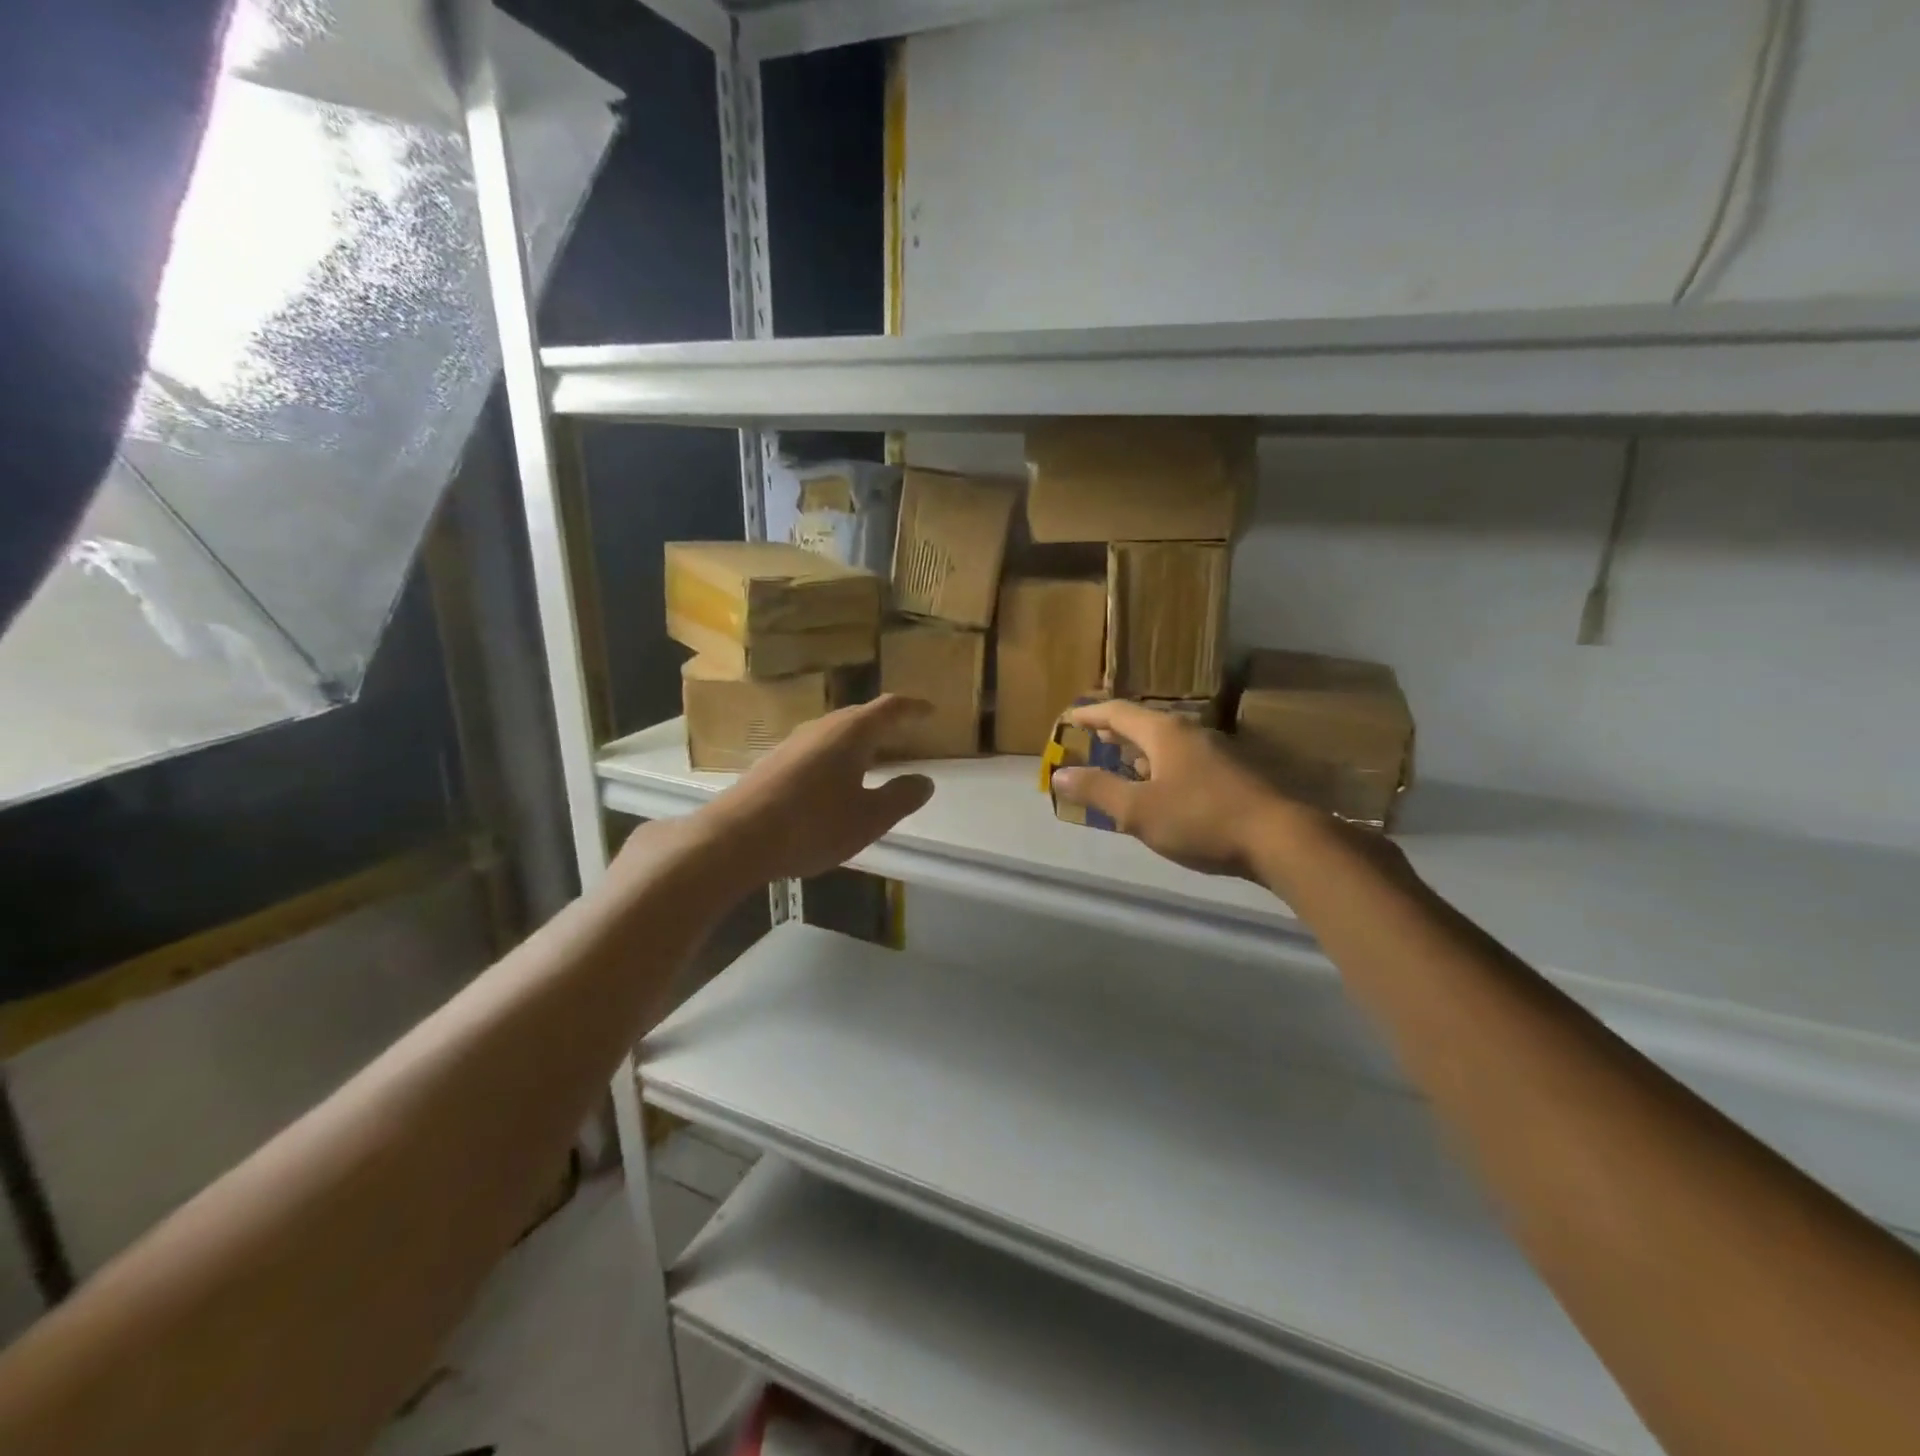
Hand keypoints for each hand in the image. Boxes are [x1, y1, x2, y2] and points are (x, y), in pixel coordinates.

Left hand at [700, 696, 935, 883]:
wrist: (736, 838)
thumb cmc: (813, 824)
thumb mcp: (869, 818)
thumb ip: (900, 797)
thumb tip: (924, 781)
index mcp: (852, 733)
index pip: (890, 709)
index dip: (913, 708)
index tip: (931, 710)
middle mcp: (822, 728)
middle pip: (861, 717)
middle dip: (886, 724)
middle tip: (907, 734)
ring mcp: (794, 743)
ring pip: (836, 733)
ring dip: (860, 741)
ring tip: (876, 758)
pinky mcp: (774, 763)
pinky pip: (818, 749)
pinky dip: (838, 757)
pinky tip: (836, 781)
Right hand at [1051, 699, 1311, 877]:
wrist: (1278, 838)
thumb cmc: (1200, 819)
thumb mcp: (1138, 809)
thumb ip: (1097, 790)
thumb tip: (1059, 773)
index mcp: (1163, 732)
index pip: (1118, 712)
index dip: (1090, 714)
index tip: (1068, 718)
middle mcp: (1189, 733)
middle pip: (1144, 723)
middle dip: (1116, 730)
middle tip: (1093, 736)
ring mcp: (1214, 752)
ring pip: (1166, 742)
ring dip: (1139, 748)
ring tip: (1121, 759)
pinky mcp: (1230, 774)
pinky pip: (1183, 759)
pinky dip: (1160, 765)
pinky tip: (1160, 786)